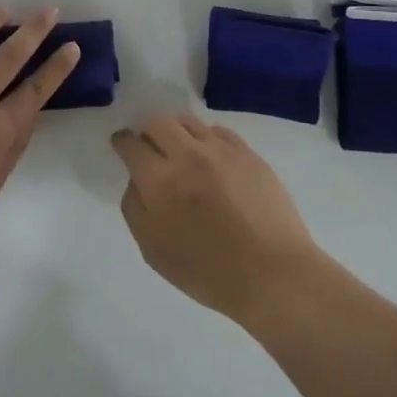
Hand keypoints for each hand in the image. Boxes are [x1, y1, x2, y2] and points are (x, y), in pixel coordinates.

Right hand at [111, 113, 325, 327]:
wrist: (274, 275)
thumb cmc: (209, 272)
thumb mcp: (154, 251)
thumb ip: (135, 208)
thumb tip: (136, 180)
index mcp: (161, 182)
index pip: (131, 144)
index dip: (122, 142)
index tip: (122, 145)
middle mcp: (188, 156)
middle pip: (158, 122)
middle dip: (148, 132)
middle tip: (151, 148)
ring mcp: (221, 151)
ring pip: (188, 121)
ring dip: (176, 131)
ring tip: (181, 150)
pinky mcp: (248, 153)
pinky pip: (218, 131)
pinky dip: (206, 138)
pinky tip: (210, 158)